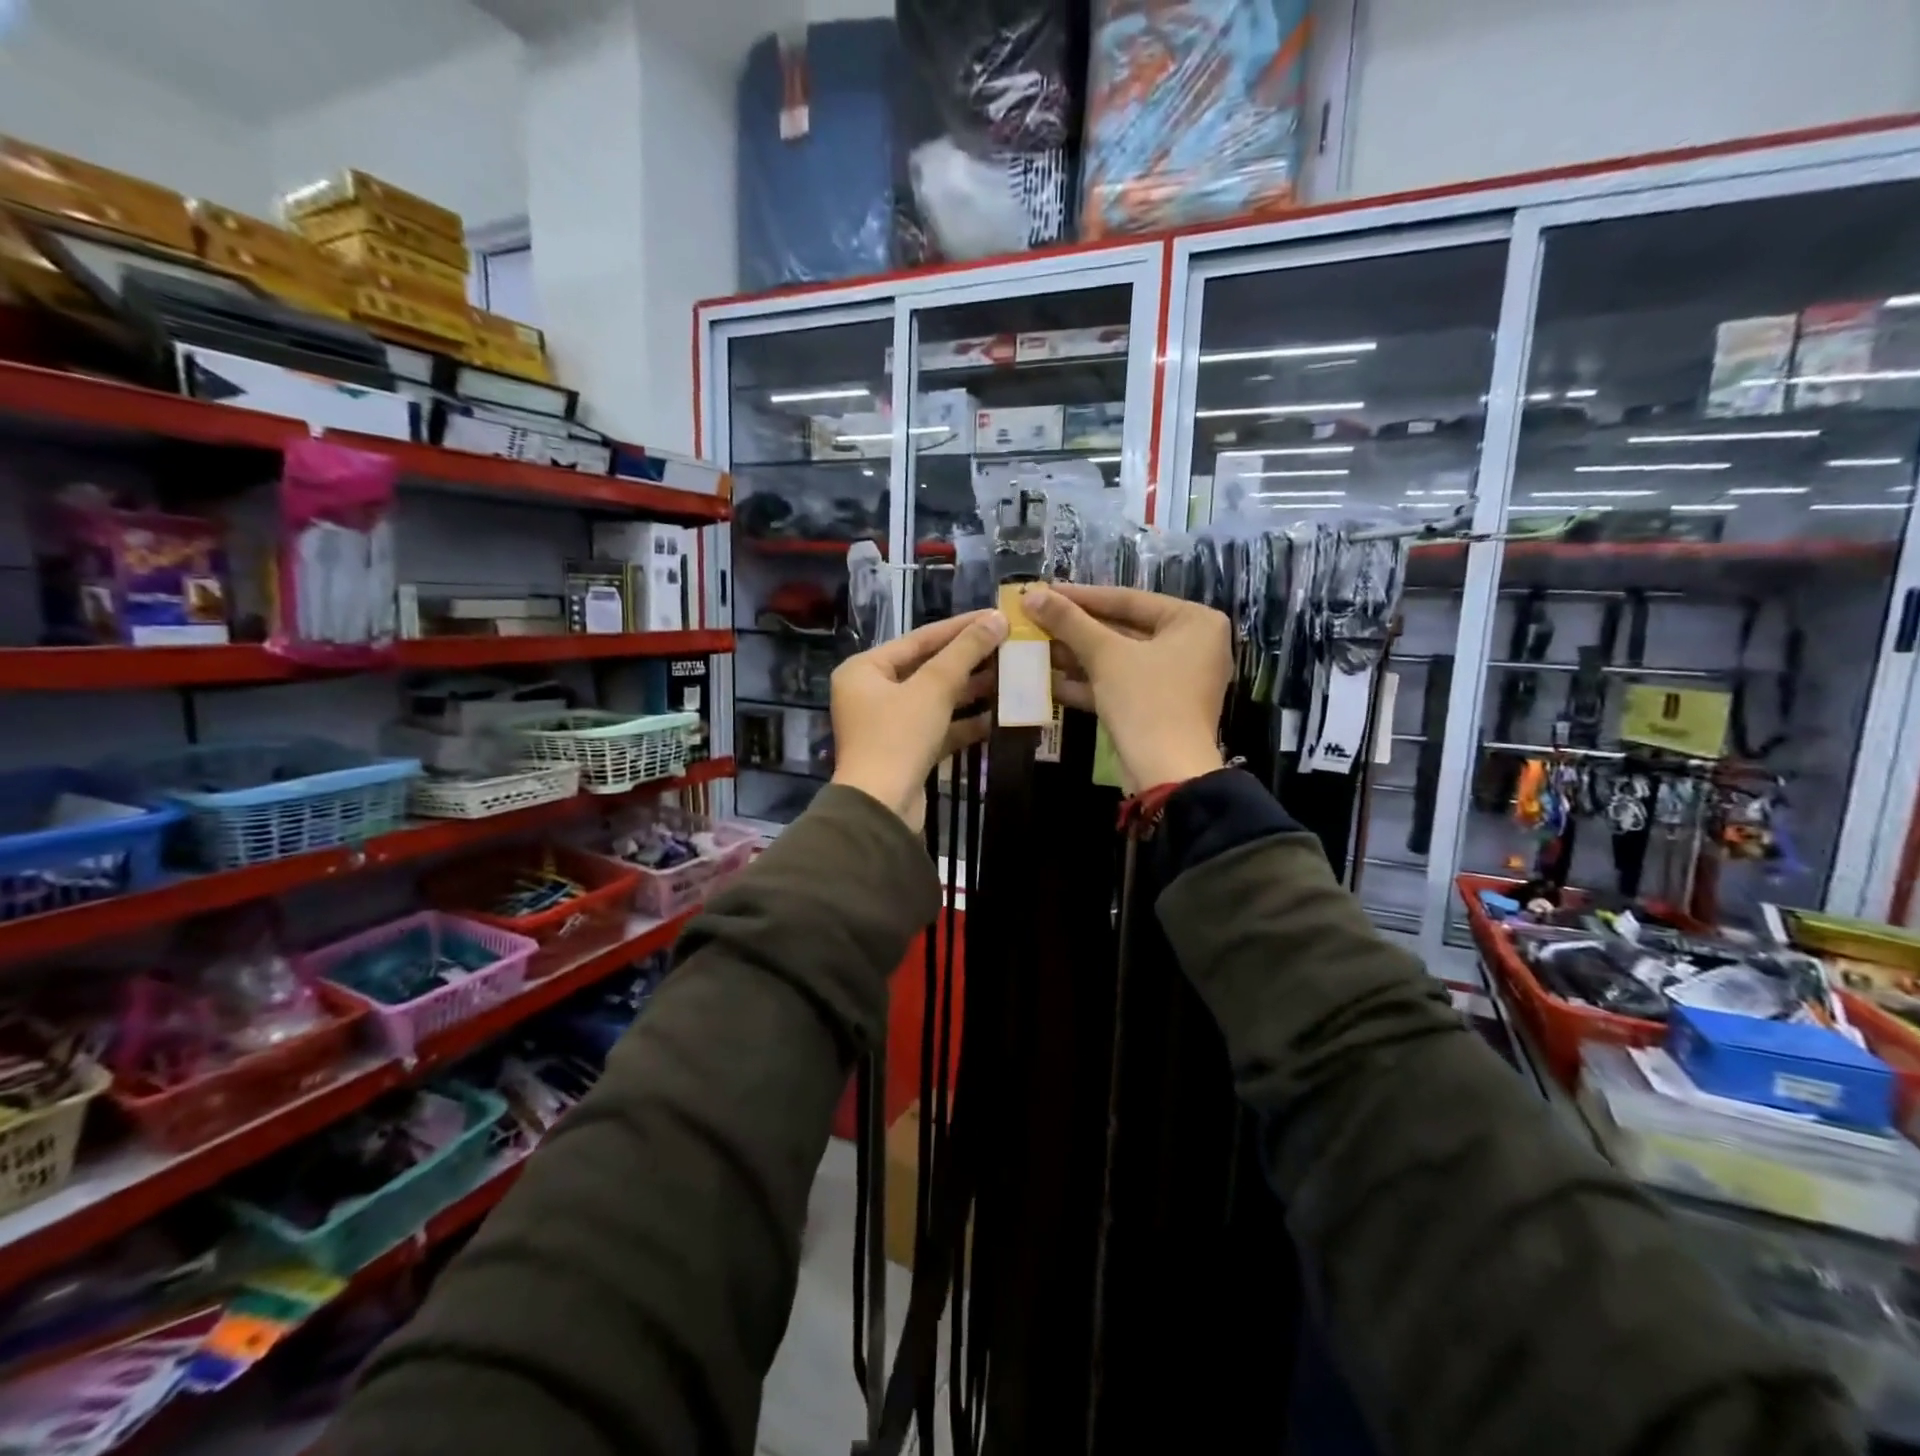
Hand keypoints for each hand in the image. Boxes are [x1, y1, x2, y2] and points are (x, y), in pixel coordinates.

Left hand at [830, 609, 1007, 826]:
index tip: (995, 616)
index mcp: (865, 670)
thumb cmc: (899, 736)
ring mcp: (888, 725)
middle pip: (927, 668)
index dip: (960, 627)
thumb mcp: (934, 687)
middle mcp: (871, 693)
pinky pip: (938, 728)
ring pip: (935, 699)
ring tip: (1010, 678)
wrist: (882, 807)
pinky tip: (998, 717)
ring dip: (971, 691)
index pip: (919, 639)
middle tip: (1009, 648)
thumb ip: (966, 651)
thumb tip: (997, 618)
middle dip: (969, 661)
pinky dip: (964, 722)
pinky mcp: (906, 752)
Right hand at [1022, 584, 1228, 792]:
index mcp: (1194, 621)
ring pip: (1119, 659)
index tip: (1044, 591)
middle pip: (1123, 629)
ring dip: (1077, 656)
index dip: (1081, 596)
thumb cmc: (1146, 700)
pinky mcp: (1159, 707)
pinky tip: (1049, 681)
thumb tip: (1031, 596)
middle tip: (1036, 619)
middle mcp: (1192, 645)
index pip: (1128, 599)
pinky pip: (1122, 684)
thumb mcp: (1105, 655)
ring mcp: (1176, 679)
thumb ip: (1069, 622)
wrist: (1166, 772)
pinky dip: (1090, 683)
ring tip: (1035, 647)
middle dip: (1077, 630)